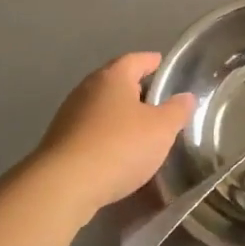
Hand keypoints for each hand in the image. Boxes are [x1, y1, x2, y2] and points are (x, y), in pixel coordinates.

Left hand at [32, 54, 195, 221]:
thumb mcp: (161, 129)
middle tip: (156, 100)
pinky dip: (105, 134)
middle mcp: (87, 89)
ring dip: (119, 114)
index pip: (135, 59)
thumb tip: (186, 97)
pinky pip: (89, 130)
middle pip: (115, 81)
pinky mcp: (59, 142)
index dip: (152, 62)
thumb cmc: (119, 146)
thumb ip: (176, 111)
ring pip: (101, 107)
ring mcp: (69, 115)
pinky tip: (116, 151)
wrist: (64, 186)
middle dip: (135, 89)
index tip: (163, 65)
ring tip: (139, 129)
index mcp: (113, 77)